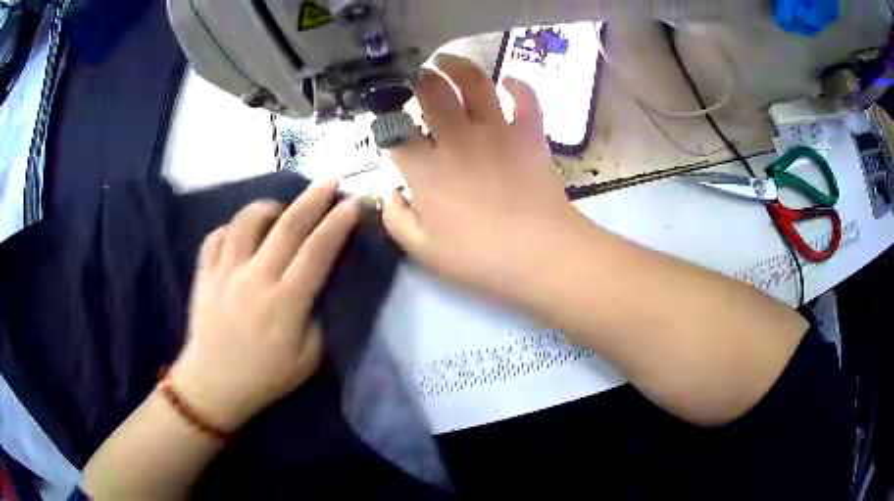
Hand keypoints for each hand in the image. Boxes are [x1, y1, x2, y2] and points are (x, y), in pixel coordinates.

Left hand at [171, 180, 359, 430]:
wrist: (213, 385)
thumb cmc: (264, 378)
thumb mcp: (307, 358)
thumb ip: (314, 318)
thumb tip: (309, 289)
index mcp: (285, 302)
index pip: (317, 252)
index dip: (337, 225)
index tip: (352, 204)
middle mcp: (254, 278)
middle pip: (287, 227)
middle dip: (313, 199)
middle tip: (330, 181)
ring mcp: (225, 272)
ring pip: (246, 222)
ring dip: (269, 207)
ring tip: (280, 209)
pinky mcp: (205, 274)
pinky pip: (217, 236)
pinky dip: (232, 228)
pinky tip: (241, 233)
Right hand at [382, 54, 585, 309]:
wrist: (541, 255)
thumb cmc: (480, 258)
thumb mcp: (424, 251)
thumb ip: (396, 220)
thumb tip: (386, 192)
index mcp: (426, 170)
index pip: (396, 134)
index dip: (387, 123)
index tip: (387, 121)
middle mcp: (456, 140)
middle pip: (431, 95)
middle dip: (419, 81)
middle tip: (417, 76)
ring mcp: (496, 132)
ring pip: (474, 83)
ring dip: (457, 66)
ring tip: (447, 60)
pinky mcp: (529, 133)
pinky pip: (525, 99)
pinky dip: (518, 85)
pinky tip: (508, 80)